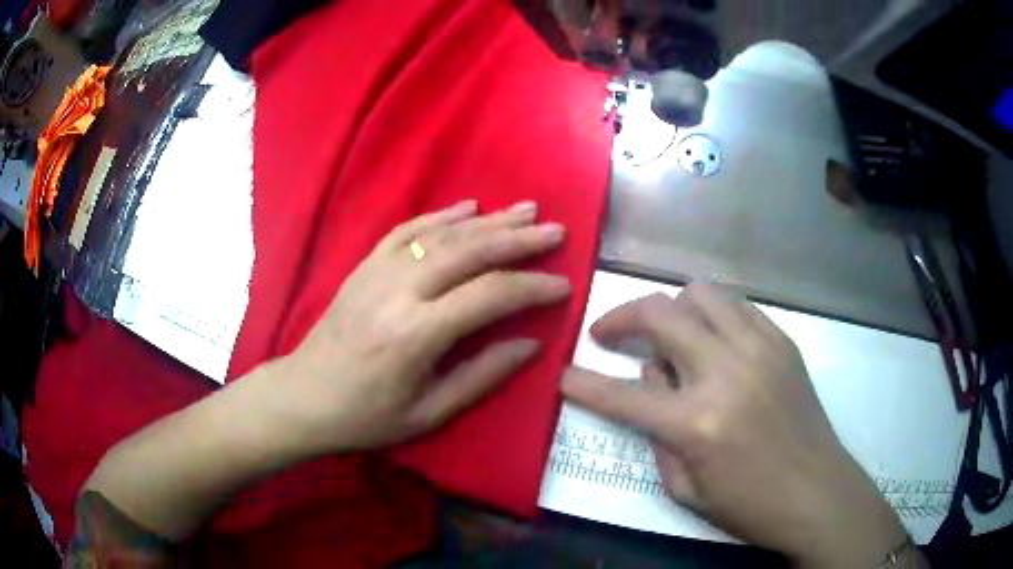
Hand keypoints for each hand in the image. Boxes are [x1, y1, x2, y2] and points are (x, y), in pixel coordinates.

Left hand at [284, 200, 570, 451]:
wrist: (304, 396)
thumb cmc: (367, 416)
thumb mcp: (429, 413)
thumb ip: (482, 376)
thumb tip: (531, 345)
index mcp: (416, 334)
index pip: (488, 295)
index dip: (531, 287)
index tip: (562, 285)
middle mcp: (399, 291)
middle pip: (468, 251)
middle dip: (517, 239)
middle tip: (554, 230)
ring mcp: (378, 272)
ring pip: (442, 234)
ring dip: (488, 220)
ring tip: (525, 210)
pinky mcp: (364, 266)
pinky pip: (407, 230)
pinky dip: (441, 216)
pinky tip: (468, 207)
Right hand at [562, 284, 912, 567]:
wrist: (817, 491)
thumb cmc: (748, 505)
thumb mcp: (685, 490)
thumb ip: (656, 434)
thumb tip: (649, 378)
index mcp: (696, 423)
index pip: (621, 395)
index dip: (583, 383)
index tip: (563, 374)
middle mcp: (726, 372)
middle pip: (659, 314)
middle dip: (620, 318)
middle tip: (607, 333)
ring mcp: (759, 348)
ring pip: (700, 293)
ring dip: (671, 309)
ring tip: (666, 334)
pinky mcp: (782, 341)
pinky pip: (736, 306)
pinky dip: (712, 315)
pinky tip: (711, 340)